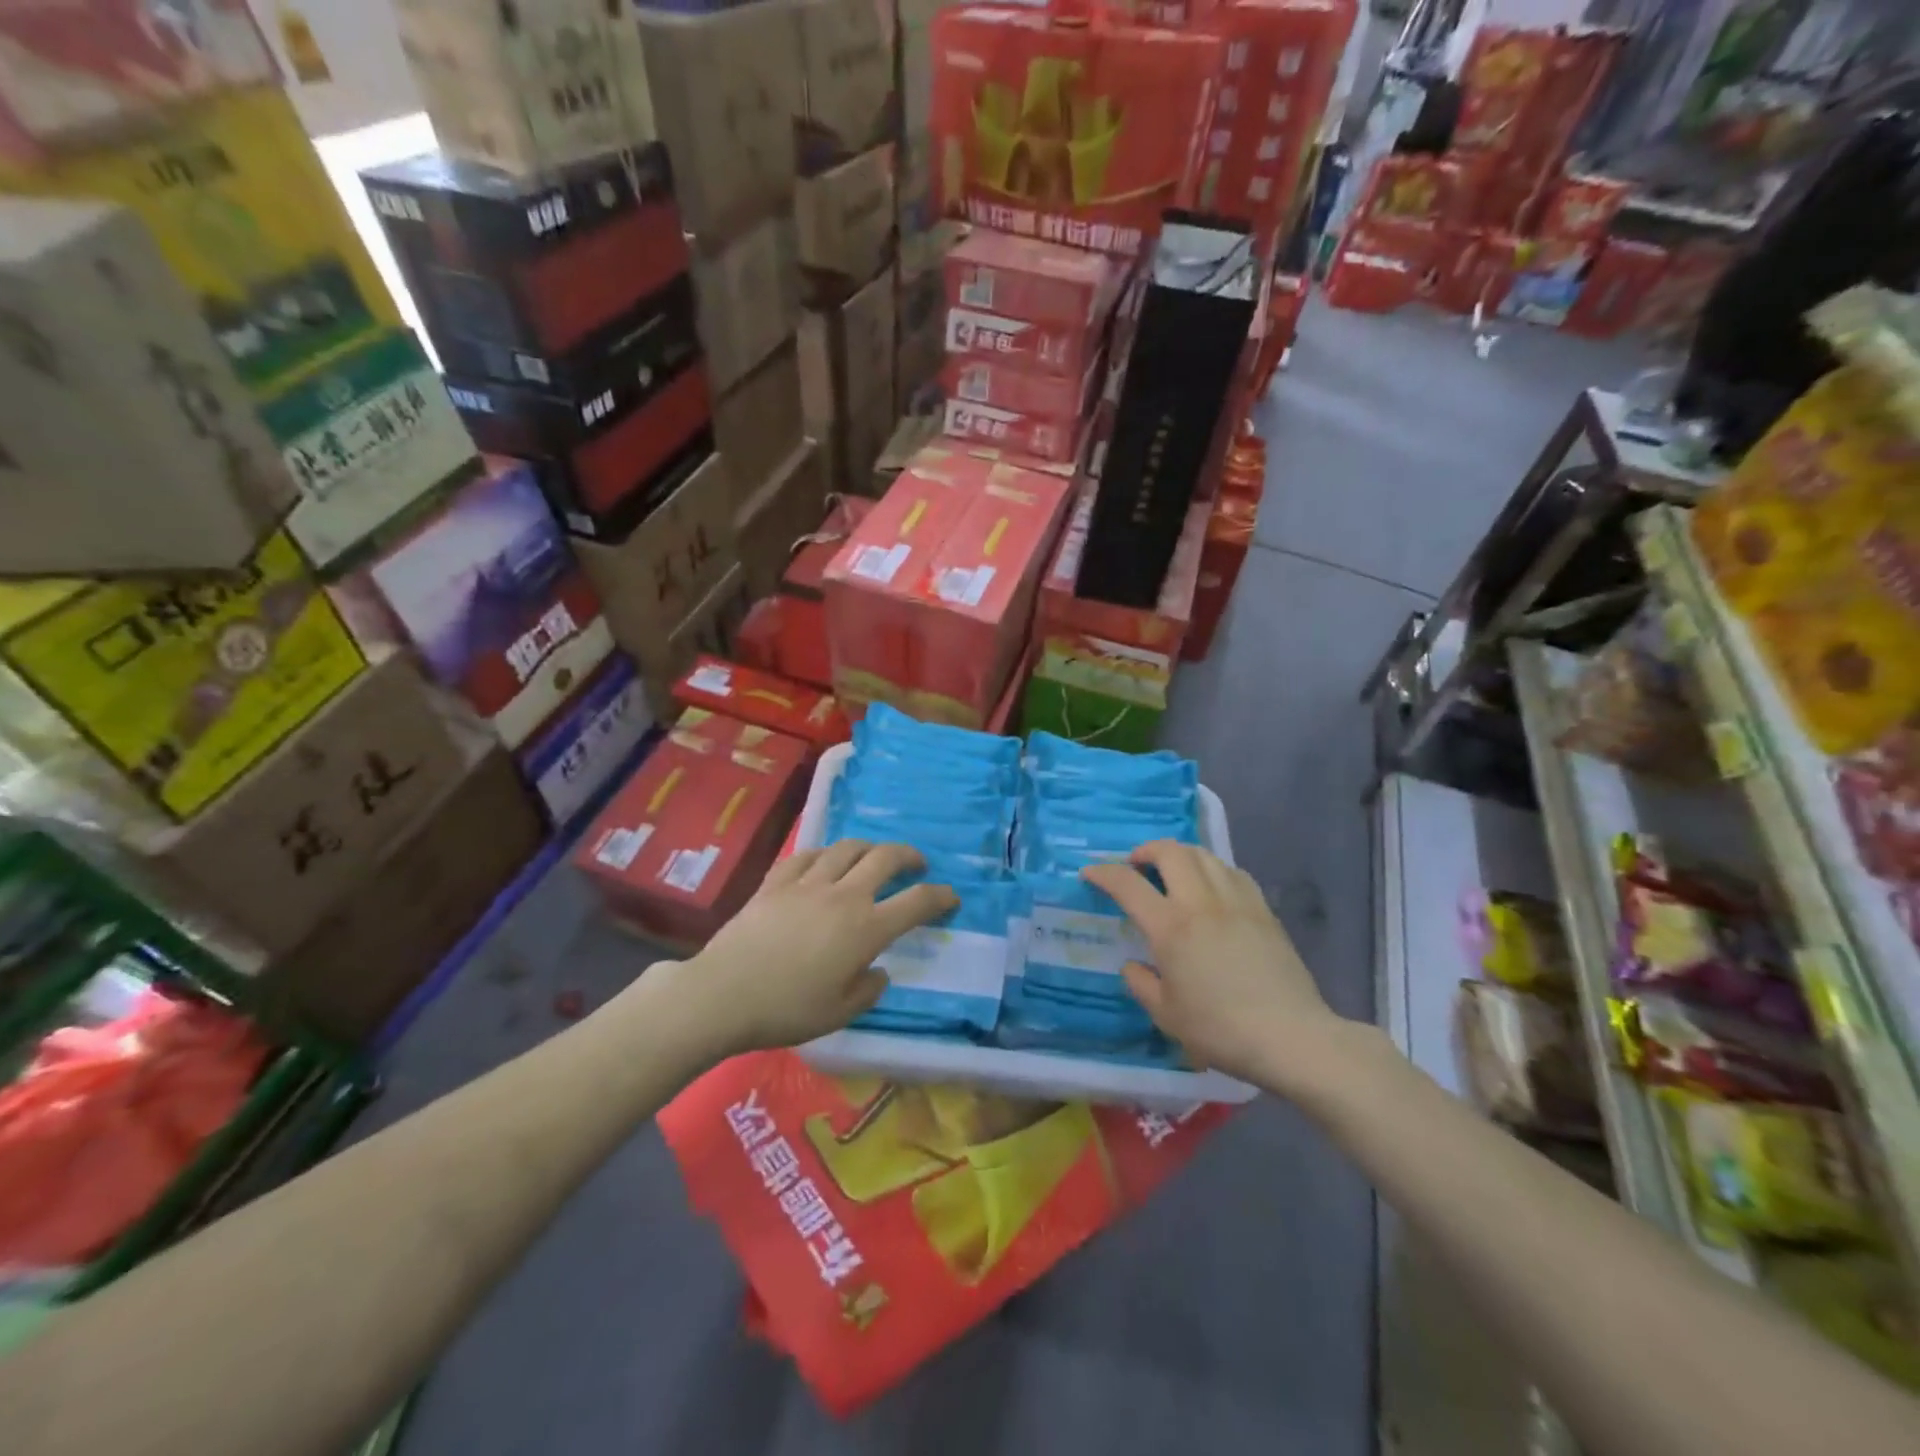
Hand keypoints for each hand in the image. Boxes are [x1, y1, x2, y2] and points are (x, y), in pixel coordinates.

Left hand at [669, 841, 957, 1056]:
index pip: (916, 902)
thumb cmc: (787, 1009)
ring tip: (872, 858)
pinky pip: (807, 855)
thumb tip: (878, 971)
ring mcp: (808, 883)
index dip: (940, 897)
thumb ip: (868, 990)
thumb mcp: (840, 1013)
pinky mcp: (777, 882)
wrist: (724, 993)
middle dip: (909, 856)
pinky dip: (824, 855)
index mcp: (866, 928)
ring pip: (847, 848)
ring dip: (868, 848)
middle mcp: (844, 895)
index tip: (951, 898)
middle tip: (916, 865)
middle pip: (885, 858)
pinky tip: (824, 863)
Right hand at [1081, 841, 1345, 1090]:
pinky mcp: (1264, 910)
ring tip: (1172, 872)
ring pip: (1204, 855)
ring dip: (1180, 855)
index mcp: (1171, 926)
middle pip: (1170, 852)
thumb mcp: (1167, 1015)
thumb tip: (1133, 966)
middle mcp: (1201, 902)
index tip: (1090, 872)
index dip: (1104, 872)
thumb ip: (1142, 984)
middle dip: (1146, 850)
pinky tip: (1212, 889)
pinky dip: (1213, 870)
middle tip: (1136, 866)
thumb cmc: (1221, 1029)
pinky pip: (1232, 872)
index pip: (1128, 884)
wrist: (1291, 1036)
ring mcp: (1237, 901)